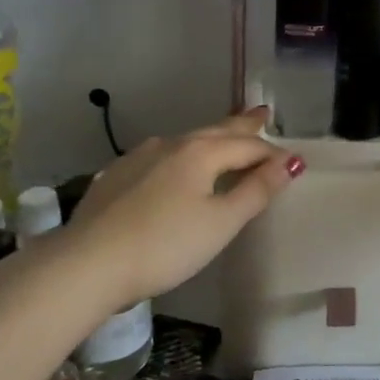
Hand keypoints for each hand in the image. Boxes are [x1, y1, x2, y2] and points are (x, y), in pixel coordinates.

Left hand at [42, 108, 301, 308]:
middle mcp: (171, 144)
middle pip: (217, 131)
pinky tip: (175, 164)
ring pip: (186, 140)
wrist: (86, 265)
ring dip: (212, 137)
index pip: (249, 146)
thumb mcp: (221, 223)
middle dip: (243, 125)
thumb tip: (291, 161)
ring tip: (224, 136)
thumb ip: (257, 190)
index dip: (274, 155)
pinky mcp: (116, 176)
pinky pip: (161, 156)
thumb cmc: (165, 245)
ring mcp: (139, 157)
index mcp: (201, 152)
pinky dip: (182, 155)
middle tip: (262, 114)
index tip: (293, 162)